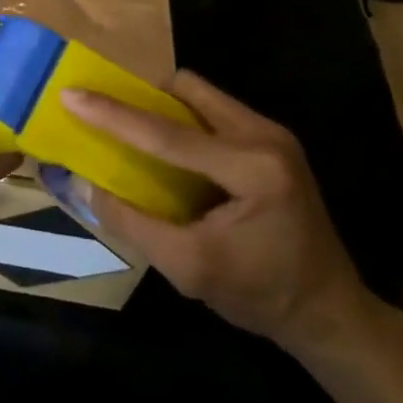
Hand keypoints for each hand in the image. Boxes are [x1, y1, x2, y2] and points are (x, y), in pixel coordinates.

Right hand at [60, 74, 371, 354]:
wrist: (330, 313)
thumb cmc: (261, 295)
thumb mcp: (189, 269)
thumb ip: (133, 223)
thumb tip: (84, 184)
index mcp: (252, 170)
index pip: (168, 134)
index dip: (114, 114)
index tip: (71, 94)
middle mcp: (265, 137)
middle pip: (187, 89)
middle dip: (142, 97)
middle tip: (107, 115)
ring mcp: (273, 135)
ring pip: (200, 95)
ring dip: (163, 108)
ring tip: (133, 132)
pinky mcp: (272, 141)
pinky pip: (213, 111)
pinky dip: (183, 121)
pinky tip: (170, 152)